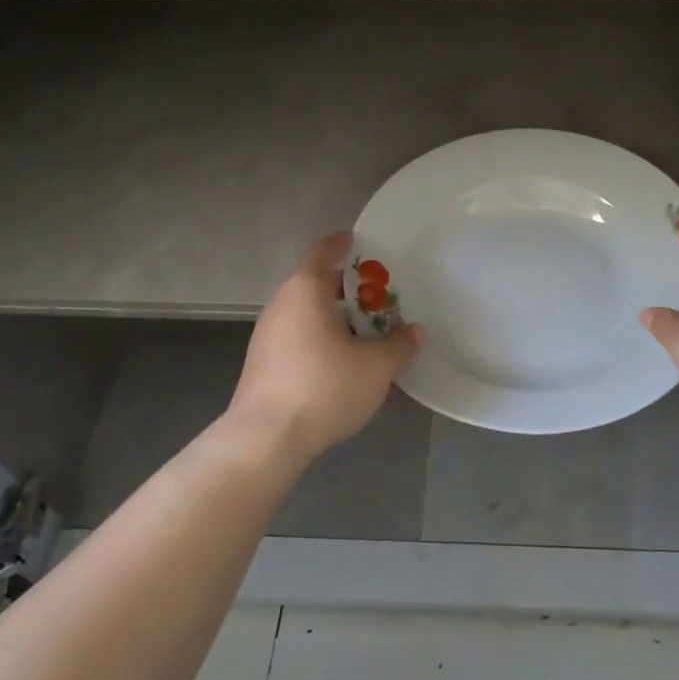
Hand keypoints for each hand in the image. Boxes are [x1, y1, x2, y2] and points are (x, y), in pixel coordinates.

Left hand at [229, 232, 422, 462]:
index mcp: (305, 291)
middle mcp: (282, 306)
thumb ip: (400, 345)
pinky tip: (344, 365)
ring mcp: (267, 337)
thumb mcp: (376, 367)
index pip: (323, 252)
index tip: (358, 241)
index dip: (342, 244)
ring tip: (367, 334)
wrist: (267, 438)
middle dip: (347, 289)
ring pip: (307, 316)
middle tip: (379, 296)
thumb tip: (415, 331)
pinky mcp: (263, 366)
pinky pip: (299, 340)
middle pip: (316, 285)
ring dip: (336, 319)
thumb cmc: (324, 386)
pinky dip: (322, 342)